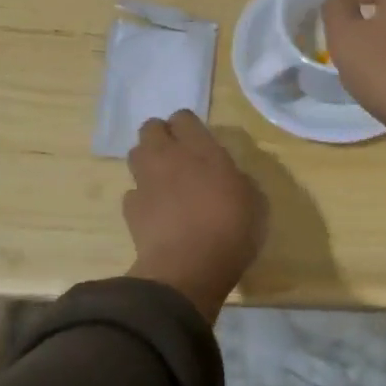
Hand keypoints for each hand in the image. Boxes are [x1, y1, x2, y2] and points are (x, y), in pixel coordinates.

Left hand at [124, 111, 267, 322]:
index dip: (188, 127)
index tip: (199, 141)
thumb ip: (239, 180)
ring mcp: (145, 181)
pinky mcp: (131, 208)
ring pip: (136, 154)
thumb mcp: (255, 202)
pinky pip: (133, 192)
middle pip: (151, 128)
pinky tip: (155, 212)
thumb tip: (230, 178)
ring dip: (147, 161)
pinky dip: (142, 197)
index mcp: (201, 149)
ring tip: (163, 180)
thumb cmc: (231, 231)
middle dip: (161, 136)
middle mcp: (168, 157)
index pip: (184, 117)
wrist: (188, 268)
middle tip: (177, 155)